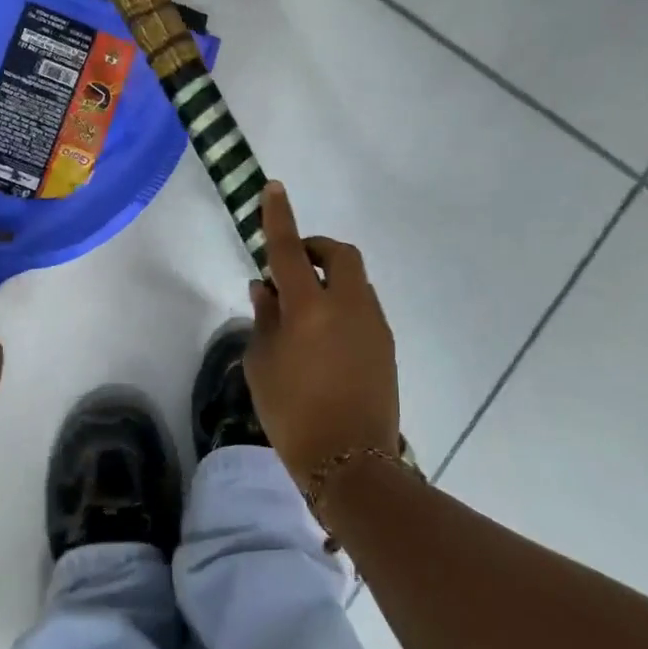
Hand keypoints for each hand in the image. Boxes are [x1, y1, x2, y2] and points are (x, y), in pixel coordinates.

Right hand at [244, 184, 398, 484]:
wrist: (350, 461)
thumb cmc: (292, 413)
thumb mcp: (261, 364)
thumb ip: (263, 318)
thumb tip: (265, 286)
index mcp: (309, 308)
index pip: (288, 250)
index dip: (279, 217)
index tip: (275, 187)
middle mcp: (348, 305)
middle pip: (339, 254)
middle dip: (315, 249)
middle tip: (291, 269)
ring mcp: (373, 323)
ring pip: (355, 280)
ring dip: (330, 279)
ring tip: (304, 311)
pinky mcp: (386, 343)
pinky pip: (363, 306)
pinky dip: (343, 304)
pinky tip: (325, 337)